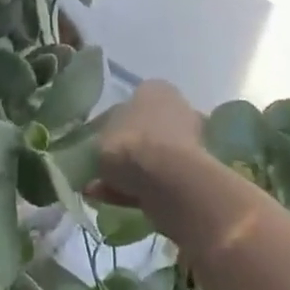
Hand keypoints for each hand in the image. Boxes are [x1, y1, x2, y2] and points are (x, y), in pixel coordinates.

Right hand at [94, 79, 205, 209]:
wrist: (169, 182)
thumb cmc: (131, 144)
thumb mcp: (100, 135)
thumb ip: (101, 138)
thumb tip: (103, 146)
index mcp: (155, 89)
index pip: (132, 100)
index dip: (112, 121)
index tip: (98, 140)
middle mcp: (176, 109)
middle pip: (144, 130)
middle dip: (124, 150)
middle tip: (101, 166)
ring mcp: (187, 143)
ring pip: (150, 157)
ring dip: (127, 173)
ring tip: (99, 190)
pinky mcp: (191, 174)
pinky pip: (157, 179)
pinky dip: (136, 189)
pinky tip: (111, 200)